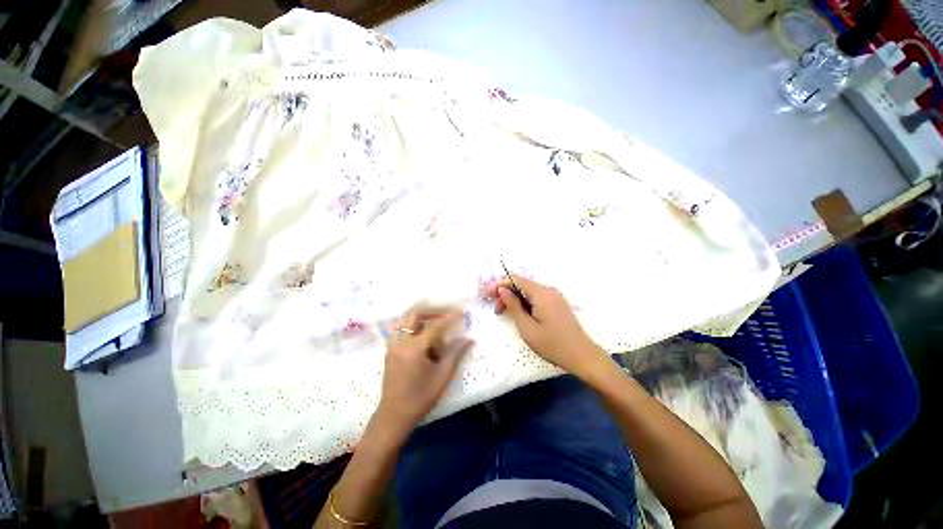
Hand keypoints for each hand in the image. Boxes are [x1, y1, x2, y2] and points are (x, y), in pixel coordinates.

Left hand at [376, 305, 472, 434]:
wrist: (394, 416)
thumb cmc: (421, 398)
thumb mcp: (442, 376)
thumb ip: (456, 354)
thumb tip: (469, 339)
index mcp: (414, 348)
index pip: (435, 325)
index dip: (449, 317)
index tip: (461, 313)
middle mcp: (401, 342)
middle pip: (414, 314)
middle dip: (432, 310)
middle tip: (446, 312)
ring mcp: (392, 345)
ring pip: (404, 319)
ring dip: (420, 315)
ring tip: (435, 319)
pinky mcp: (389, 350)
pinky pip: (399, 328)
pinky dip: (411, 324)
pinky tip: (422, 332)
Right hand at [483, 276, 609, 380]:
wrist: (581, 356)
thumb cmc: (552, 344)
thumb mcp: (527, 327)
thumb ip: (513, 306)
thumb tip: (502, 289)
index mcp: (541, 293)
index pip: (515, 280)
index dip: (499, 284)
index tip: (485, 293)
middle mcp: (548, 290)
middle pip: (521, 284)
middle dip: (505, 293)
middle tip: (495, 309)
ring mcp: (554, 296)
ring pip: (528, 291)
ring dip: (513, 298)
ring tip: (503, 312)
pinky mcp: (556, 303)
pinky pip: (535, 297)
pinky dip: (523, 302)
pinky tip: (517, 313)